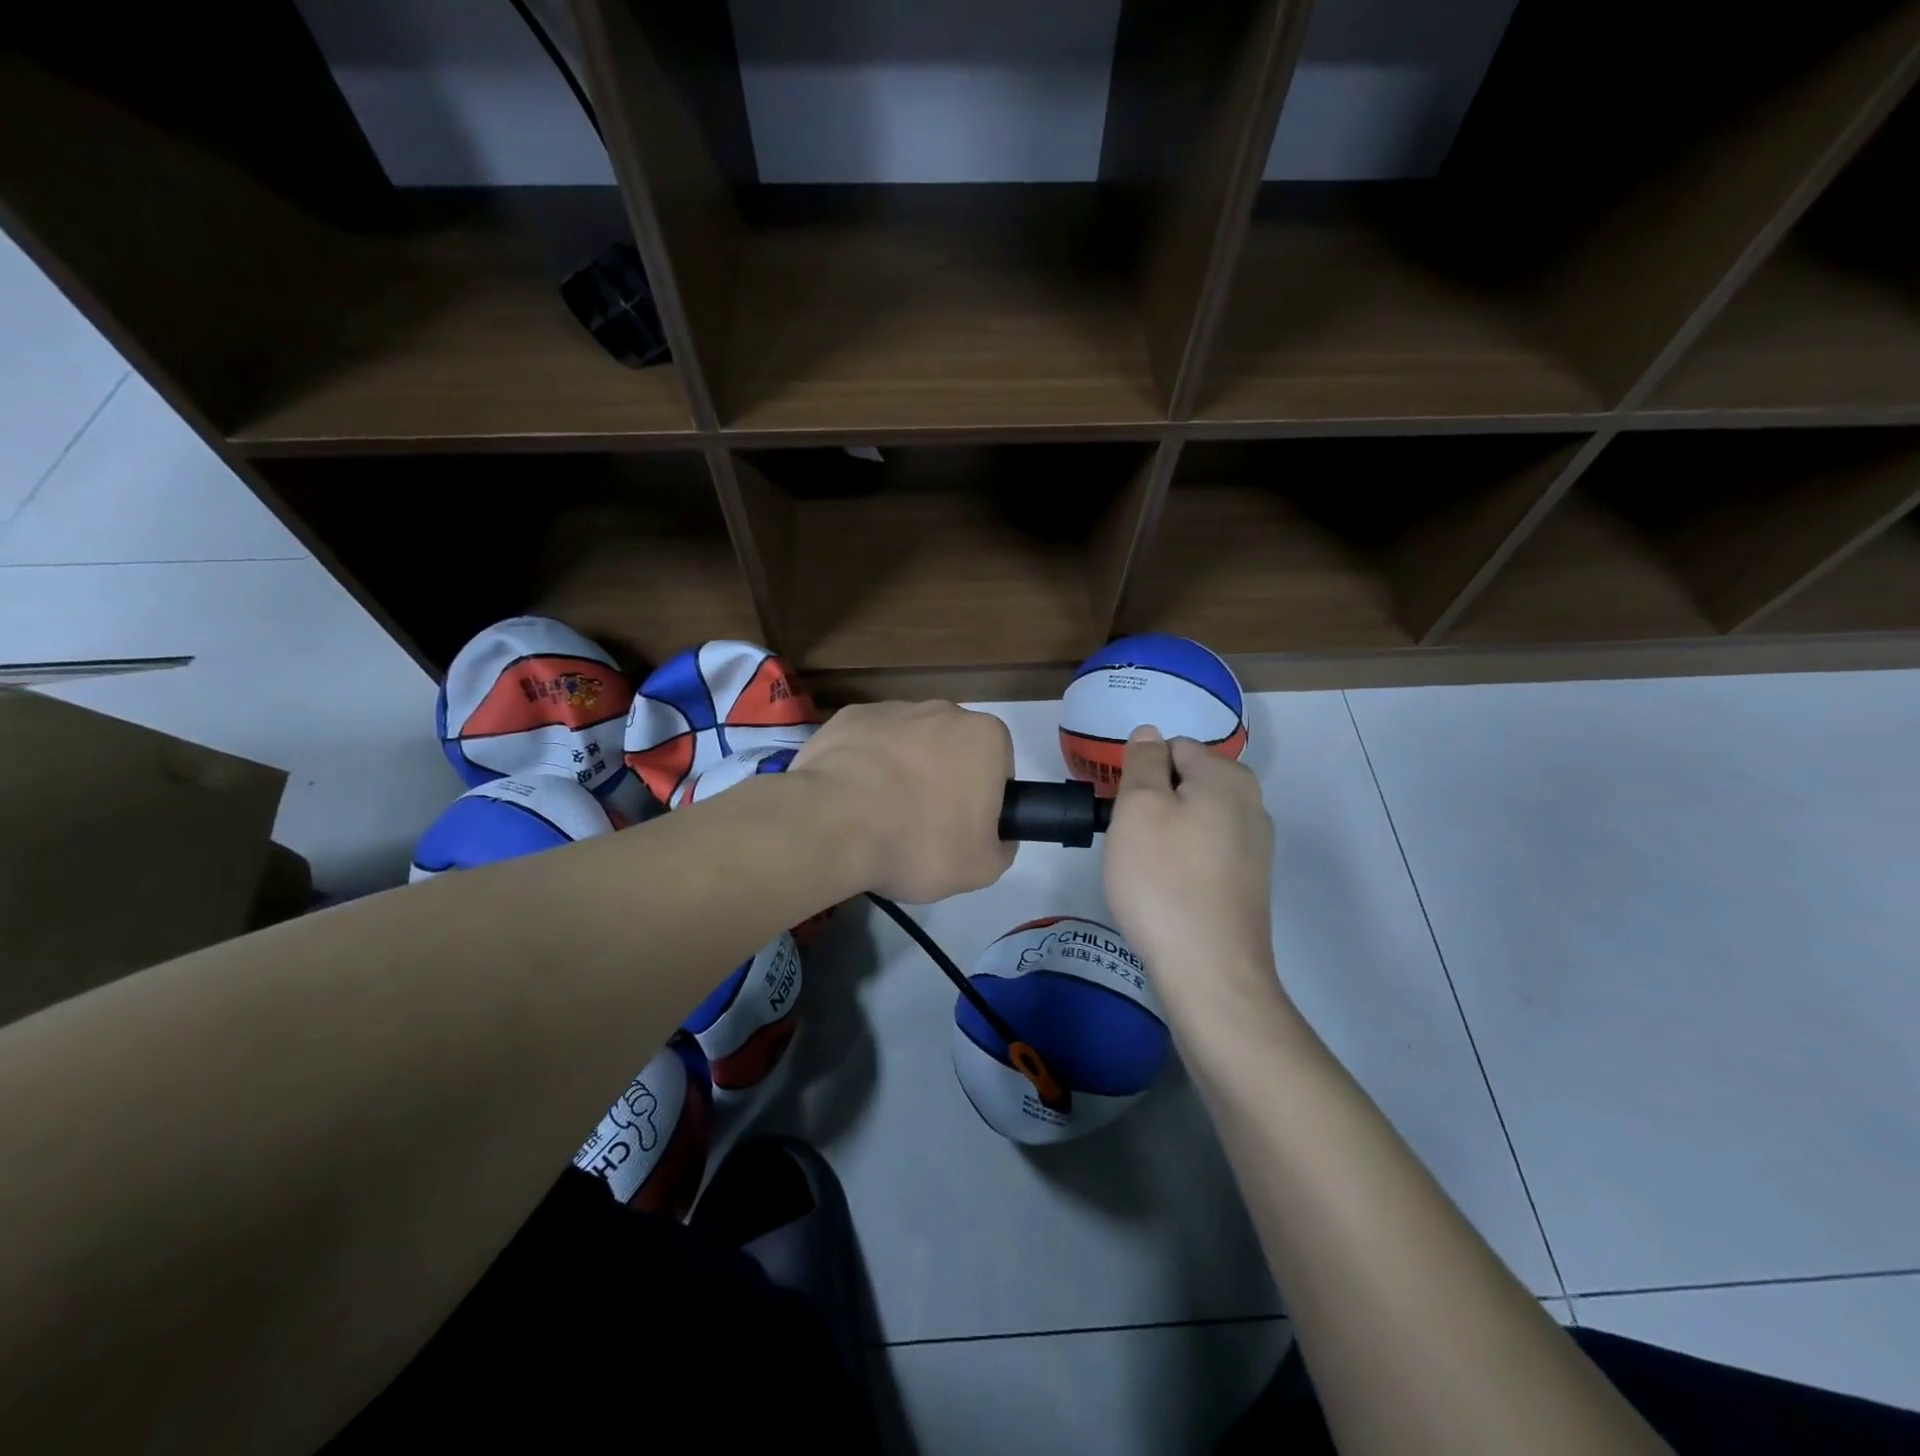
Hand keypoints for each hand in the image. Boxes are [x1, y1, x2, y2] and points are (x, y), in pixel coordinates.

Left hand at [791, 701, 1015, 903]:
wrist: (835, 824)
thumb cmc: (921, 842)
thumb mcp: (981, 868)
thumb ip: (1001, 847)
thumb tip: (996, 837)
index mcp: (985, 737)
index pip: (997, 769)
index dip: (983, 802)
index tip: (963, 830)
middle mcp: (943, 710)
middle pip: (952, 750)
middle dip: (943, 781)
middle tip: (924, 827)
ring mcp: (892, 709)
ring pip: (908, 744)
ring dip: (902, 771)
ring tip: (881, 816)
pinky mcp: (849, 717)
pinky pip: (867, 743)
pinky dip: (864, 765)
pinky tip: (852, 799)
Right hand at [1103, 727, 1278, 1007]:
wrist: (1210, 970)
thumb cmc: (1163, 879)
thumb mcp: (1138, 808)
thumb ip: (1143, 762)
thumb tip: (1150, 733)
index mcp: (1227, 776)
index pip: (1173, 747)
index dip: (1141, 774)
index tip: (1124, 811)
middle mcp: (1252, 803)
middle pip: (1186, 782)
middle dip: (1155, 803)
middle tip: (1132, 841)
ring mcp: (1255, 846)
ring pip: (1194, 819)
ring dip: (1166, 834)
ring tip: (1147, 870)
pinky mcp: (1249, 882)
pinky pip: (1205, 852)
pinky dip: (1183, 862)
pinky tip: (1169, 891)